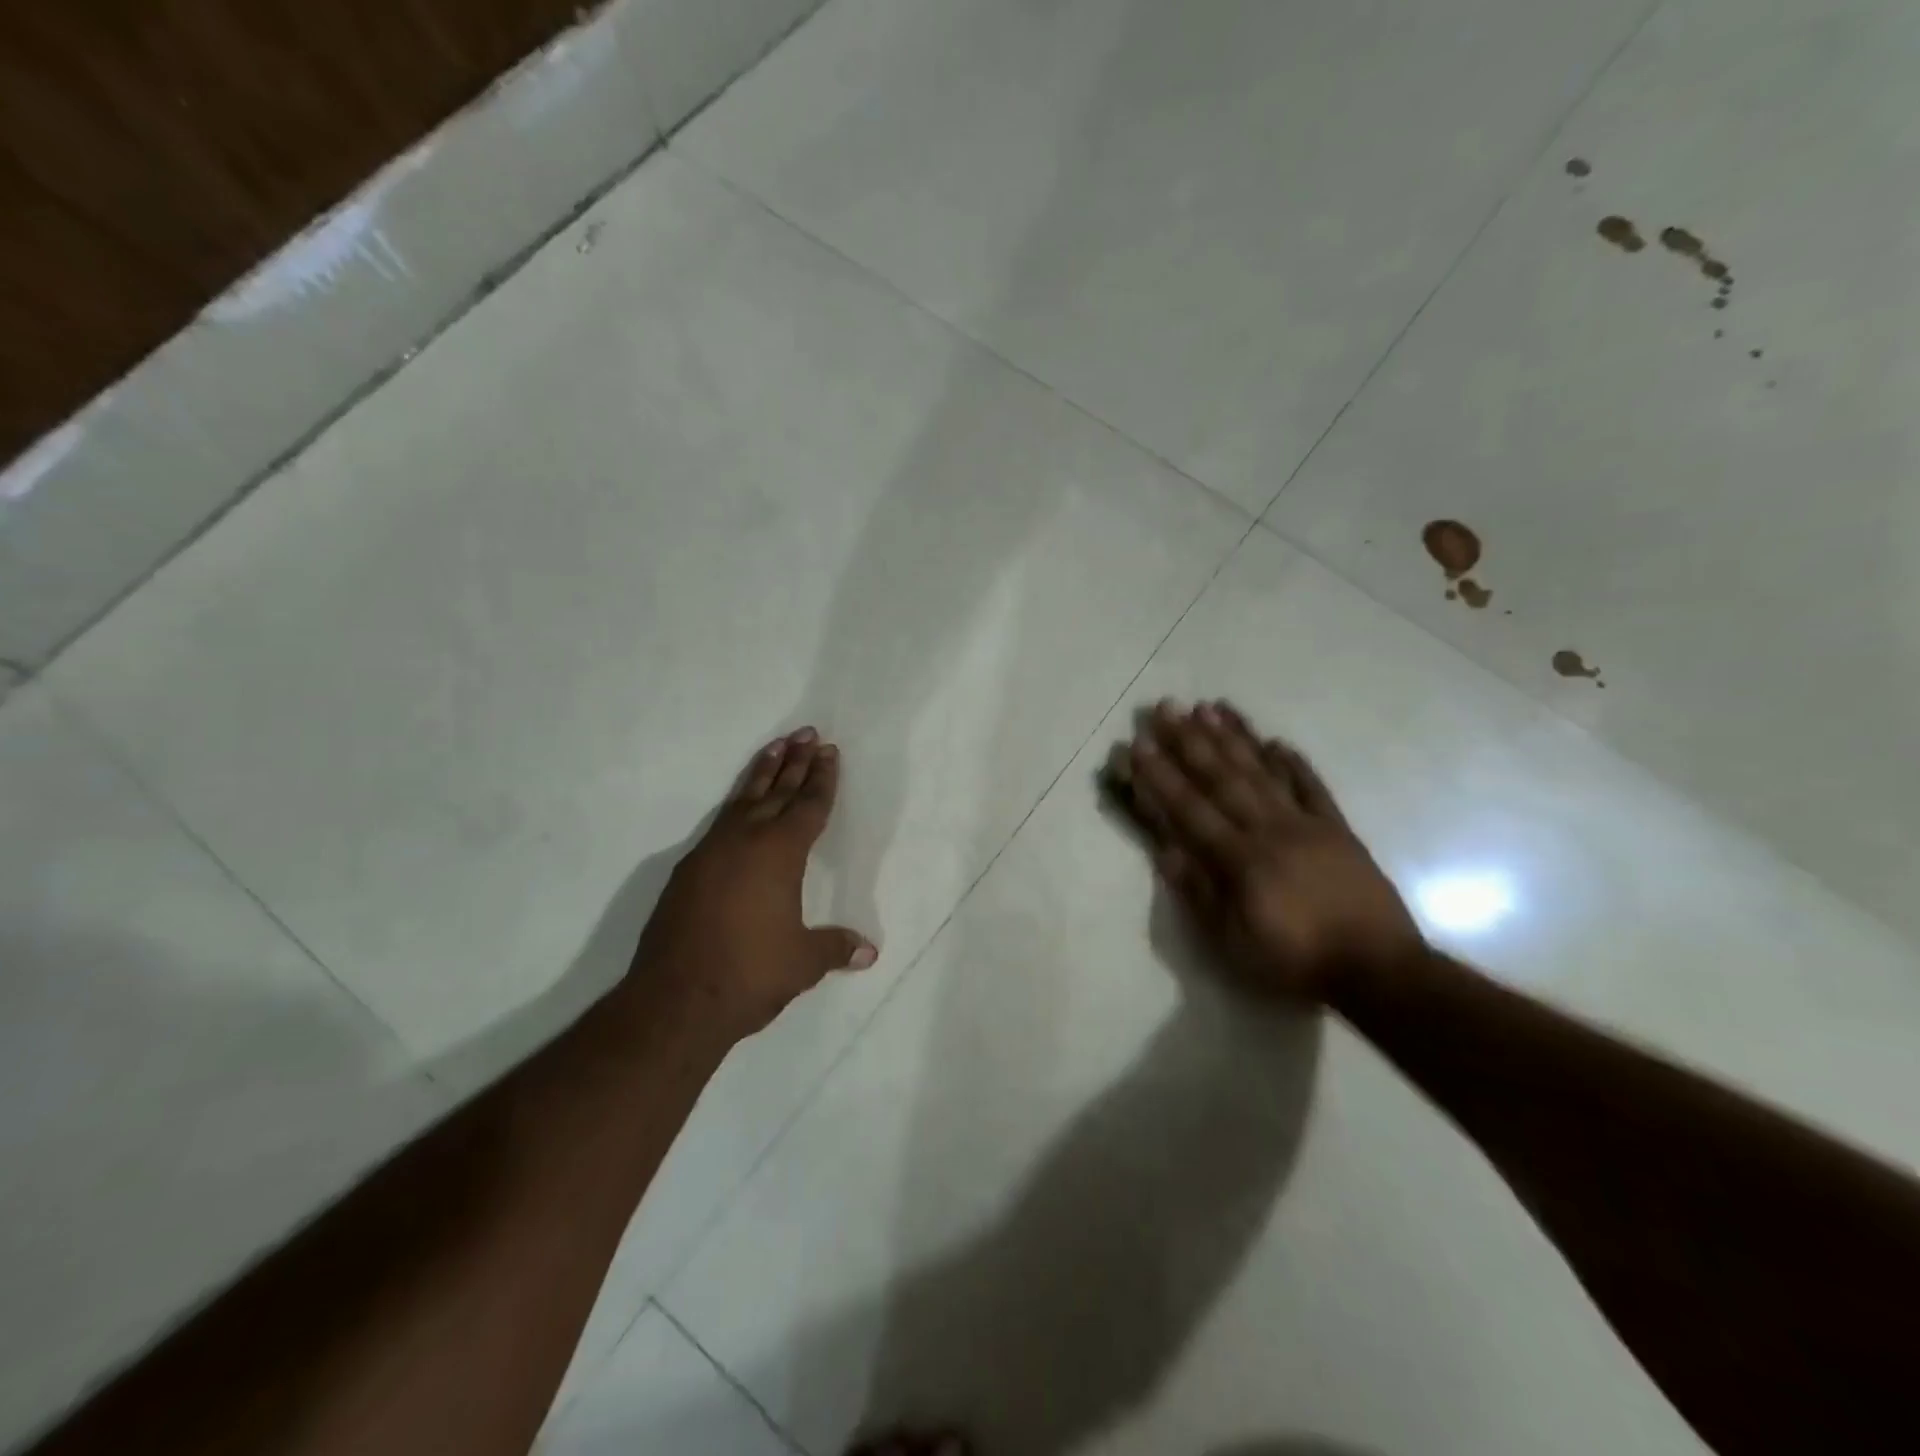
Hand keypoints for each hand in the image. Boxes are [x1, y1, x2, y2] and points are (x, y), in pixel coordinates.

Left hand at [629, 728, 878, 1042]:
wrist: (675, 1000)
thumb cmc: (750, 973)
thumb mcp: (803, 962)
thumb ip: (835, 948)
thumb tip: (869, 952)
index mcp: (780, 853)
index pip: (808, 806)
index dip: (822, 779)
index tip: (828, 751)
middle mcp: (745, 841)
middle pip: (776, 791)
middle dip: (794, 762)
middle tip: (806, 733)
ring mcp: (710, 853)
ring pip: (742, 800)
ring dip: (761, 773)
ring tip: (774, 747)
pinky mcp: (687, 871)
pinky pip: (719, 823)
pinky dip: (736, 805)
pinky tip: (738, 808)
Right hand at [1124, 700, 1423, 1002]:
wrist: (1380, 970)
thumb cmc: (1296, 962)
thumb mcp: (1234, 944)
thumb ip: (1200, 894)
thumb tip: (1166, 851)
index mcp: (1240, 859)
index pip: (1190, 808)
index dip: (1161, 775)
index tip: (1139, 744)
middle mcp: (1269, 830)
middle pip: (1223, 778)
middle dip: (1190, 741)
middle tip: (1167, 706)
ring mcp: (1307, 825)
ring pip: (1263, 772)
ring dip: (1234, 738)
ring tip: (1211, 707)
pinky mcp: (1338, 830)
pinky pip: (1313, 788)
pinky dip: (1294, 764)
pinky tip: (1276, 741)